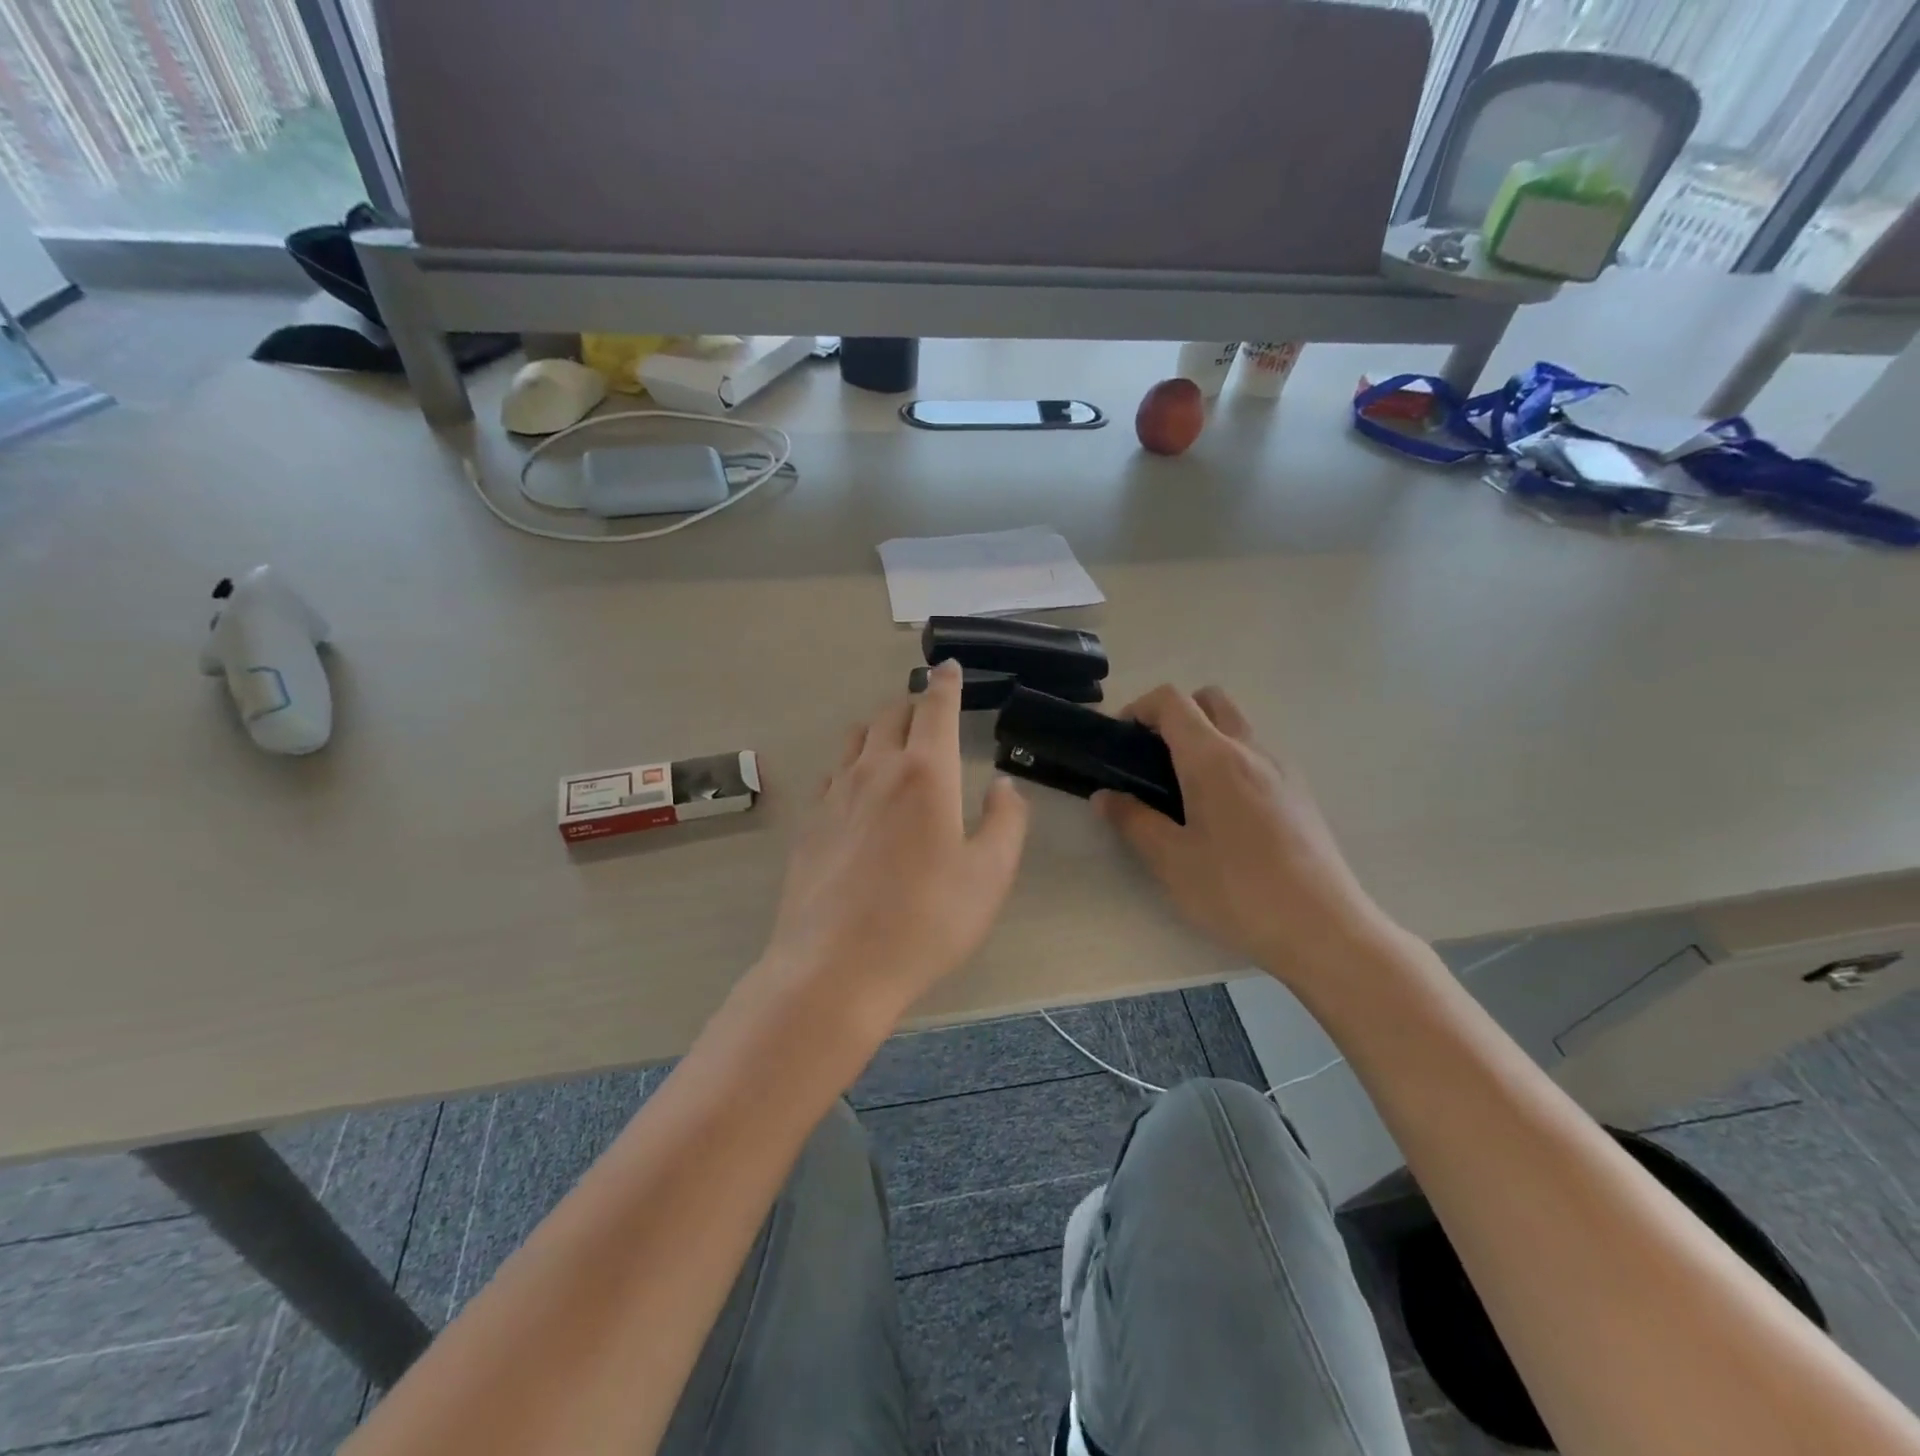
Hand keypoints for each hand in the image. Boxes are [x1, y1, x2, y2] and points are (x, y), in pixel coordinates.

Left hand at [757, 660, 1029, 1039]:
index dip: (945, 683)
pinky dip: (853, 762)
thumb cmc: (925, 921)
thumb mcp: (989, 876)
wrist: (835, 968)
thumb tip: (1003, 785)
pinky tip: (859, 786)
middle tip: (930, 709)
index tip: (947, 667)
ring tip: (895, 739)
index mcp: (925, 773)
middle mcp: (876, 770)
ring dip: (880, 727)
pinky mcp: (811, 822)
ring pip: (857, 738)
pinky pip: (834, 772)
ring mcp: (836, 794)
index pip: (935, 708)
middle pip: (891, 715)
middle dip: (914, 704)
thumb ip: (1006, 821)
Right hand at [1096, 686, 1394, 985]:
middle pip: (1210, 700)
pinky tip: (1224, 816)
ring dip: (1206, 739)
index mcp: (1213, 758)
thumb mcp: (1171, 860)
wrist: (1322, 928)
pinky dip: (1231, 763)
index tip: (1121, 740)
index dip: (1140, 708)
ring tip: (1185, 792)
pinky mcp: (1300, 794)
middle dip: (1176, 714)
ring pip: (1237, 728)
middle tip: (1153, 759)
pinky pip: (1257, 757)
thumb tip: (1104, 796)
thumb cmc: (1237, 890)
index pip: (1172, 701)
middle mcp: (1250, 751)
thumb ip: (1133, 821)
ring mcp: (1282, 770)